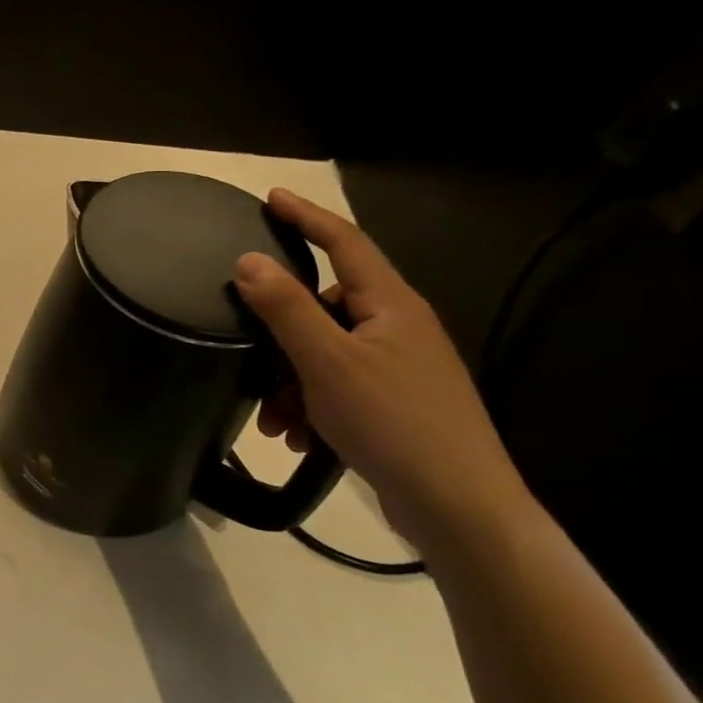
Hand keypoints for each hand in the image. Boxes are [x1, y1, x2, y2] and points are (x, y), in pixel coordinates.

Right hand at [233, 189, 531, 549]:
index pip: (345, 243)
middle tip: (246, 357)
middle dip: (279, 335)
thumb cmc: (392, 421)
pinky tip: (297, 437)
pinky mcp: (393, 402)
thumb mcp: (327, 362)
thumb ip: (286, 308)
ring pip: (323, 354)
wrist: (456, 504)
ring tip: (274, 420)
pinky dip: (309, 405)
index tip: (271, 197)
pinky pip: (335, 387)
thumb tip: (248, 260)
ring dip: (288, 382)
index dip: (306, 217)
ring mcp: (398, 367)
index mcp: (391, 306)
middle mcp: (398, 328)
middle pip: (324, 308)